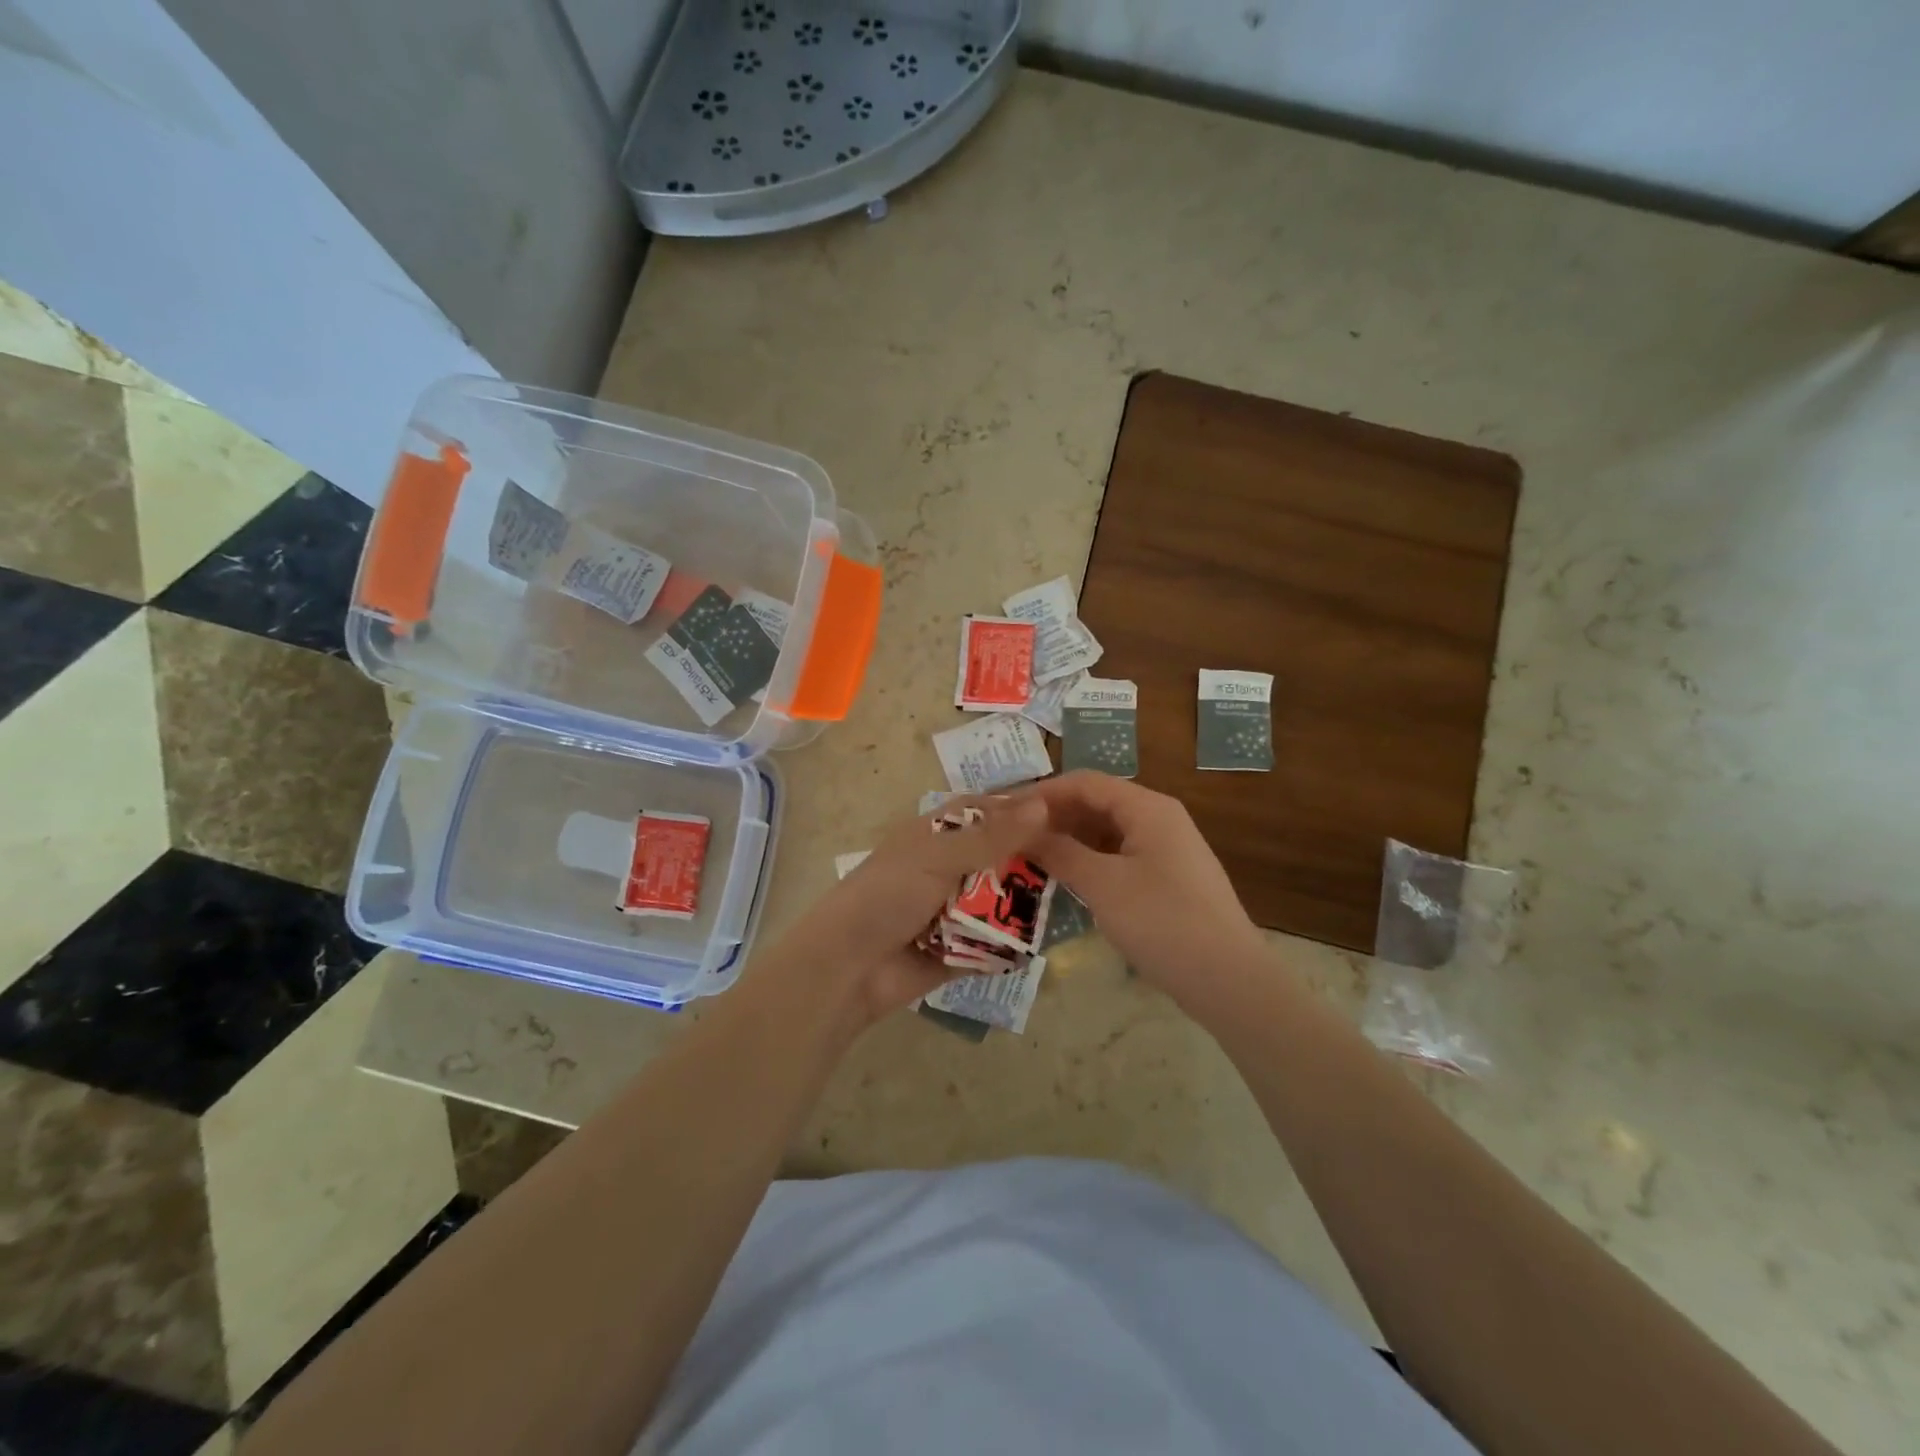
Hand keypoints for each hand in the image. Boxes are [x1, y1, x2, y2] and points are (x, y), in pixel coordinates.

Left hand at [771, 795, 1049, 1027]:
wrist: (848, 967)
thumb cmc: (887, 895)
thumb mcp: (938, 856)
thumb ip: (991, 835)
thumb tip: (1042, 806)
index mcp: (936, 836)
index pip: (986, 812)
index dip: (1021, 811)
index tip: (1066, 815)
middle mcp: (948, 869)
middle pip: (1000, 858)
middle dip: (1032, 861)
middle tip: (1079, 862)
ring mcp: (953, 911)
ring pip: (1001, 901)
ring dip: (1026, 903)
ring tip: (1074, 900)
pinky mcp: (959, 951)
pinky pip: (994, 944)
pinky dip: (1013, 944)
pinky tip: (1047, 941)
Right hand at [1022, 772, 1264, 1000]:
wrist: (1229, 980)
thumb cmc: (1163, 922)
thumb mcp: (1103, 885)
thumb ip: (1060, 852)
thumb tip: (1022, 831)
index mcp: (1147, 808)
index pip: (1085, 783)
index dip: (1042, 792)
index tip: (1004, 810)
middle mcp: (1158, 819)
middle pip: (1096, 804)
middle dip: (1053, 817)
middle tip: (1010, 836)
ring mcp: (1165, 850)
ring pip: (1106, 833)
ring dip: (1069, 841)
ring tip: (1028, 856)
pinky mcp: (1166, 879)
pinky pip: (1118, 857)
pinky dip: (1089, 862)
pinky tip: (1064, 879)